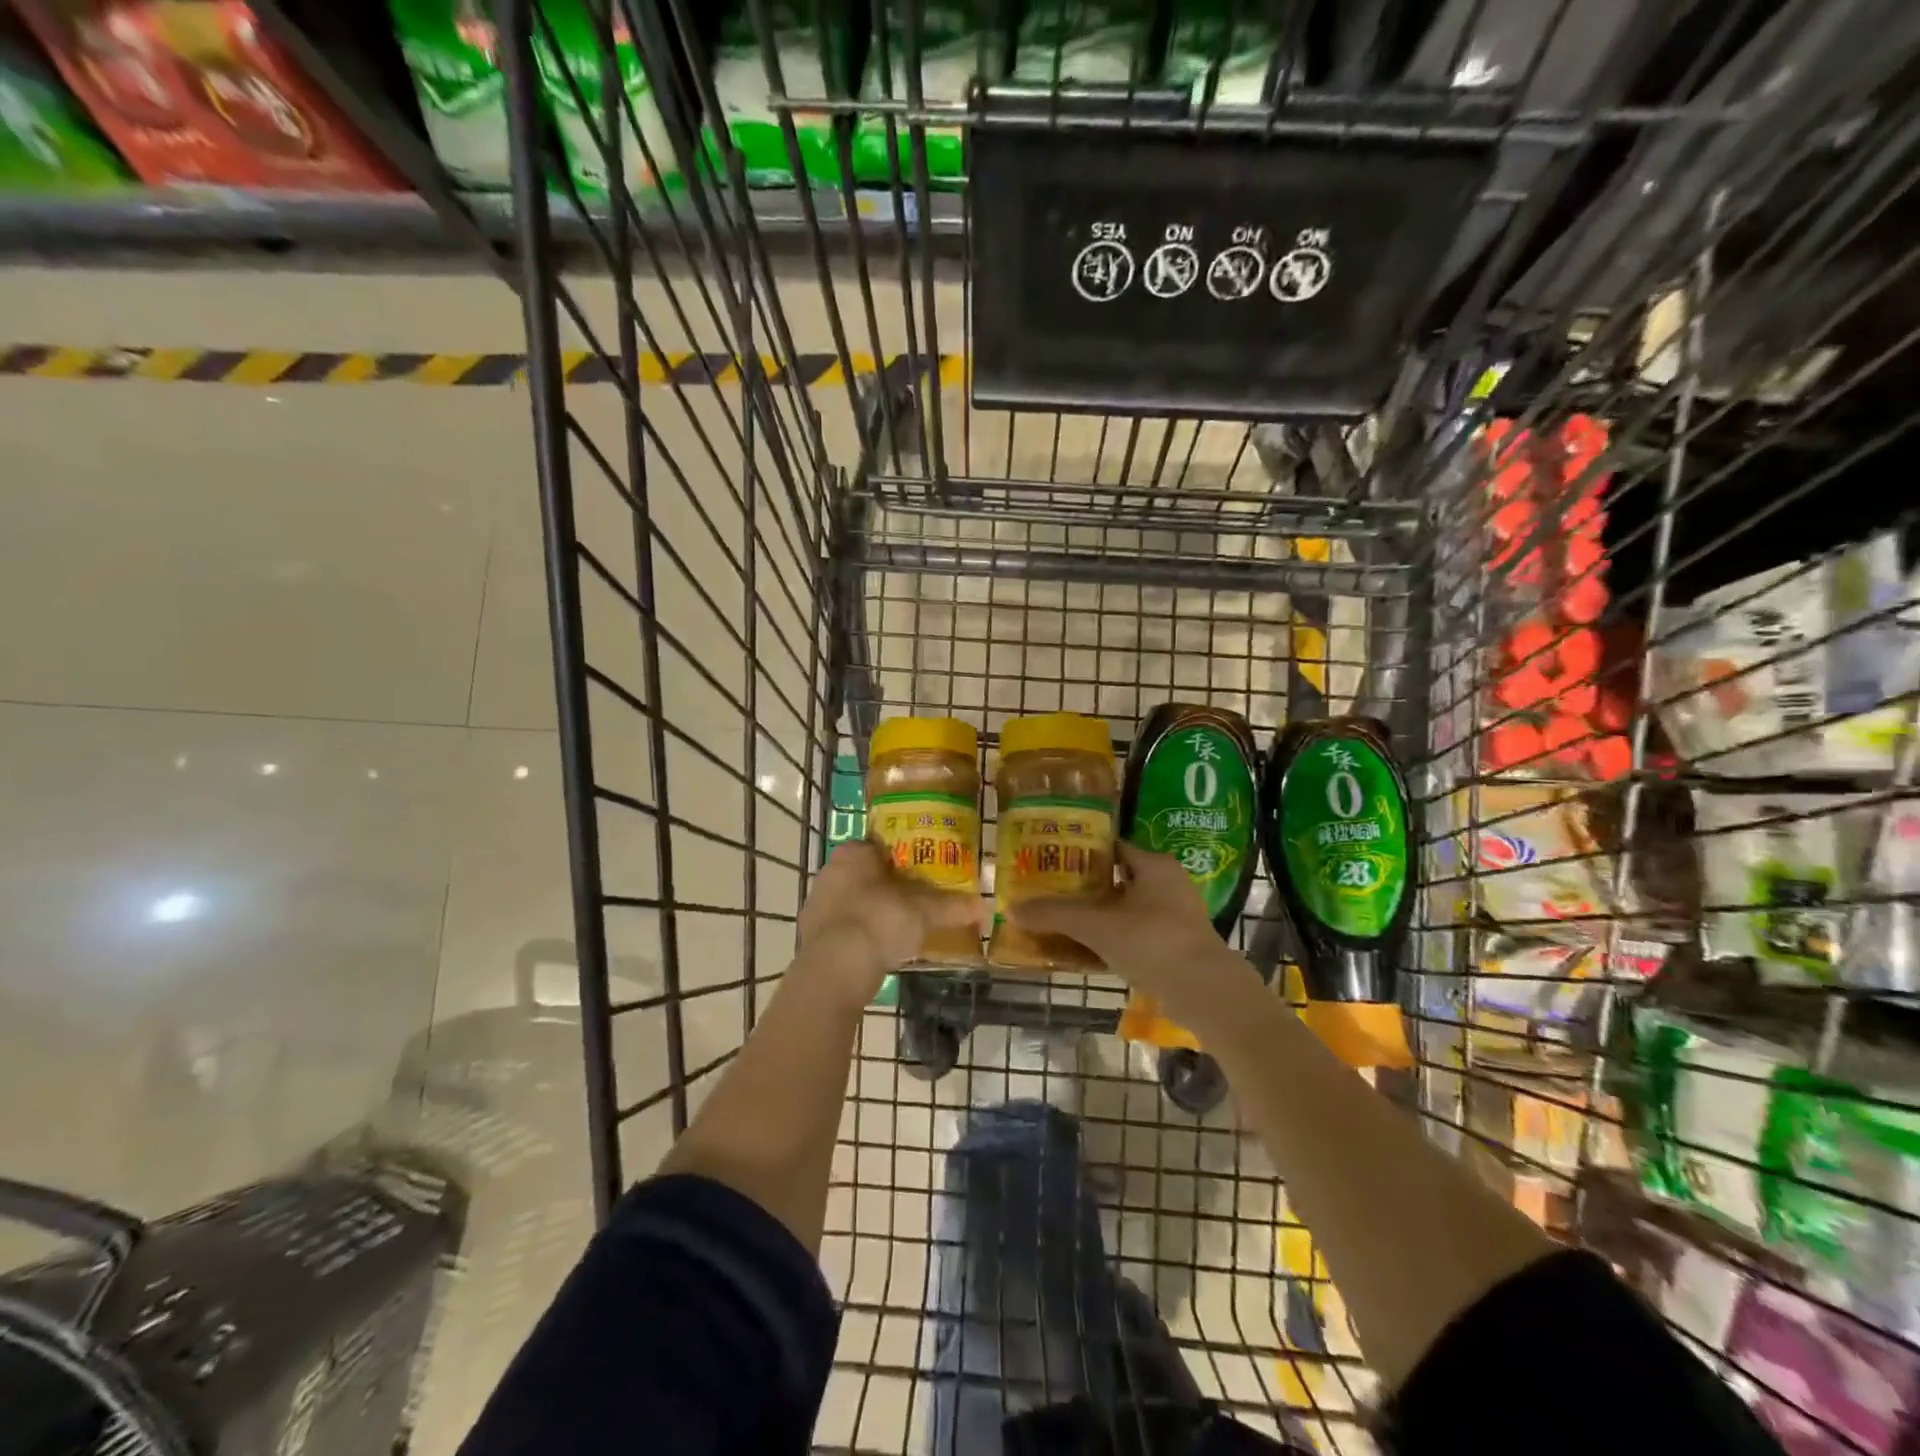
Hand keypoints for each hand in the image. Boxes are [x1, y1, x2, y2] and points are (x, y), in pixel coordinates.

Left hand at [794, 841, 982, 1006]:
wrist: (835, 969)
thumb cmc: (879, 921)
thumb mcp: (923, 912)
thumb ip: (952, 906)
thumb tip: (984, 906)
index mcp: (853, 853)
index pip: (882, 845)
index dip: (905, 857)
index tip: (926, 871)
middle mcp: (830, 872)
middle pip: (869, 875)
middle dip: (892, 887)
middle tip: (920, 900)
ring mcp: (818, 905)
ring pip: (855, 902)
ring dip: (876, 912)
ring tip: (906, 928)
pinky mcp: (813, 937)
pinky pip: (846, 929)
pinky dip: (863, 936)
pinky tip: (882, 950)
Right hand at [1011, 844, 1258, 1018]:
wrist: (1205, 992)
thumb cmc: (1151, 941)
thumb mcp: (1096, 925)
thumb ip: (1055, 914)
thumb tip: (1012, 908)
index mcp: (1154, 865)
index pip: (1111, 847)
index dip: (1080, 852)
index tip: (1051, 861)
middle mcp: (1168, 884)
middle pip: (1116, 880)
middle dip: (1084, 888)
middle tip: (1050, 893)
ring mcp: (1175, 917)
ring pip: (1125, 911)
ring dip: (1097, 917)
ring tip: (1061, 923)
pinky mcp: (1176, 947)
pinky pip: (1134, 936)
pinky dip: (1111, 940)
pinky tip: (1085, 953)